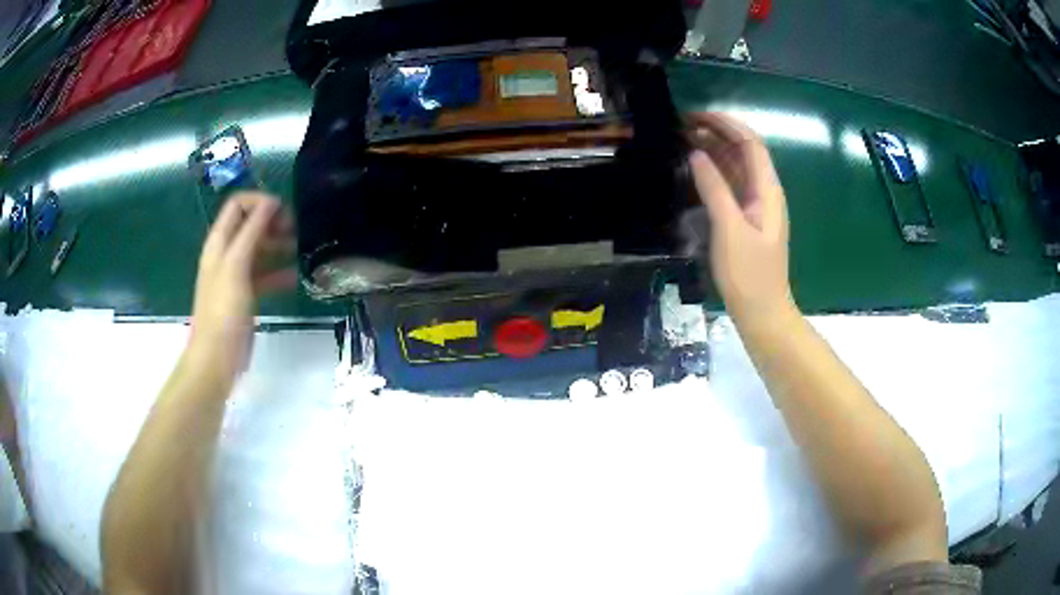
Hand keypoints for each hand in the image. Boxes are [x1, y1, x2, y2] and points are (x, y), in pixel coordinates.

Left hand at [189, 192, 296, 370]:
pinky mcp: (245, 296)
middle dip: (271, 222)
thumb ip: (251, 232)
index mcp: (219, 243)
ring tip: (300, 249)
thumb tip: (270, 203)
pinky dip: (278, 272)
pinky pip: (263, 275)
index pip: (237, 205)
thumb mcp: (236, 267)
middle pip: (249, 225)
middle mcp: (226, 254)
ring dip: (277, 245)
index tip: (283, 211)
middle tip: (295, 230)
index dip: (259, 202)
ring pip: (258, 249)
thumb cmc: (223, 311)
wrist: (216, 358)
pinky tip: (294, 276)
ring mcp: (235, 276)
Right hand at [686, 112, 795, 324]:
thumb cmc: (749, 274)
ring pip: (736, 167)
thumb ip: (715, 189)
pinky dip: (714, 172)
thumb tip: (696, 154)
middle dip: (718, 132)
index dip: (727, 124)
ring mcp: (755, 206)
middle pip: (744, 151)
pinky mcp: (745, 220)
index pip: (751, 143)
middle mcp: (764, 192)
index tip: (696, 116)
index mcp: (768, 190)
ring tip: (684, 140)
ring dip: (714, 150)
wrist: (762, 313)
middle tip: (683, 125)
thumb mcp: (730, 229)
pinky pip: (730, 186)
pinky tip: (696, 169)